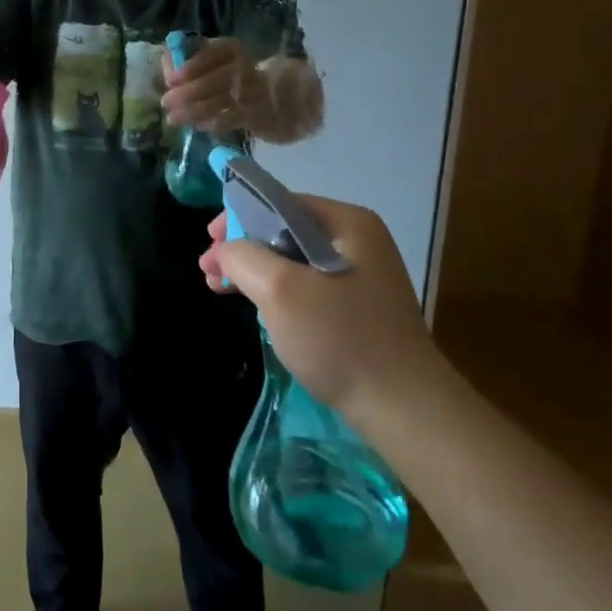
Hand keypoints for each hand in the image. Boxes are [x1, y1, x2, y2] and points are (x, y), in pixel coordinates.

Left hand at [163, 37, 262, 132]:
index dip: (192, 66)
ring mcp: (253, 92)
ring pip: (219, 102)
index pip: (214, 53)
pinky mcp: (255, 114)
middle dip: (187, 93)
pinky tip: (195, 125)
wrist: (270, 97)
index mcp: (232, 49)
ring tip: (172, 118)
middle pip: (216, 80)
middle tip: (166, 102)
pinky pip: (228, 119)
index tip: (171, 80)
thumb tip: (166, 64)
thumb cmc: (230, 75)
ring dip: (192, 111)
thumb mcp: (214, 61)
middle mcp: (245, 67)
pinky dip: (209, 122)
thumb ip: (189, 60)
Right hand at [202, 195, 441, 431]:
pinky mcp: (356, 305)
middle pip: (282, 229)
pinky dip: (274, 290)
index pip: (278, 202)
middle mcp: (356, 239)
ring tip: (219, 289)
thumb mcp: (280, 290)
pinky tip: (255, 307)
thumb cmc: (340, 338)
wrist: (403, 408)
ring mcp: (359, 274)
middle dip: (241, 247)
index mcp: (346, 223)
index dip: (238, 218)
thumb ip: (243, 256)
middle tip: (208, 271)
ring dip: (253, 270)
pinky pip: (305, 284)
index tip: (209, 243)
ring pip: (291, 259)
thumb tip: (224, 249)